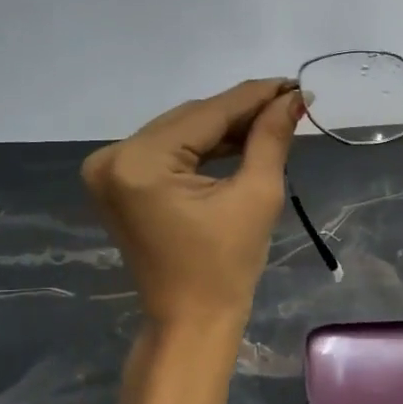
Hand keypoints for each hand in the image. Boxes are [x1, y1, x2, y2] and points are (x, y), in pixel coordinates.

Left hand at [81, 78, 302, 327]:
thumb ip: (270, 138)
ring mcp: (108, 171)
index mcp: (140, 162)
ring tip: (271, 120)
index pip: (208, 114)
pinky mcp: (117, 184)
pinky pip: (167, 151)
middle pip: (190, 119)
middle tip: (289, 103)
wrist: (191, 320)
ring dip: (223, 128)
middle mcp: (113, 157)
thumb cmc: (227, 266)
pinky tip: (238, 141)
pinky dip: (201, 147)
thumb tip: (292, 99)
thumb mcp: (256, 195)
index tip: (294, 83)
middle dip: (240, 112)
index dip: (255, 96)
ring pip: (179, 132)